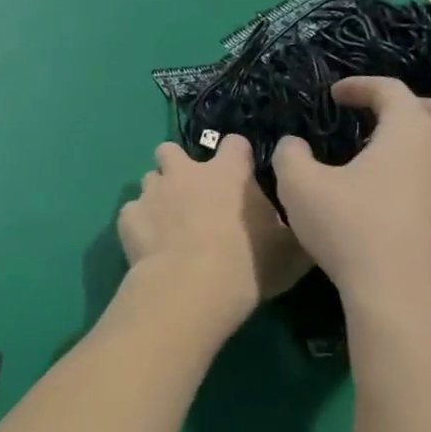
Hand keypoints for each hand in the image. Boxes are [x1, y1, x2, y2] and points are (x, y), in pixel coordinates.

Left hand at [118, 137, 310, 319]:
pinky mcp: (128, 217)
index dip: (236, 156)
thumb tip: (302, 218)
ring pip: (150, 179)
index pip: (234, 143)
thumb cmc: (248, 265)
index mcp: (227, 172)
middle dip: (177, 165)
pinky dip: (139, 224)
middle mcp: (184, 172)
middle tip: (190, 194)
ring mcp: (152, 192)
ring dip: (158, 195)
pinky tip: (149, 245)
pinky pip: (132, 212)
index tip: (240, 173)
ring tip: (167, 222)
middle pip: (171, 150)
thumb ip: (291, 226)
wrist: (190, 288)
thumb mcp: (290, 250)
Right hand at [273, 78, 430, 334]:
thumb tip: (293, 144)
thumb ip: (291, 156)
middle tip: (395, 121)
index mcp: (411, 131)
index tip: (338, 95)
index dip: (362, 86)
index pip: (390, 90)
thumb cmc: (351, 232)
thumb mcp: (299, 187)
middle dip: (423, 107)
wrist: (406, 301)